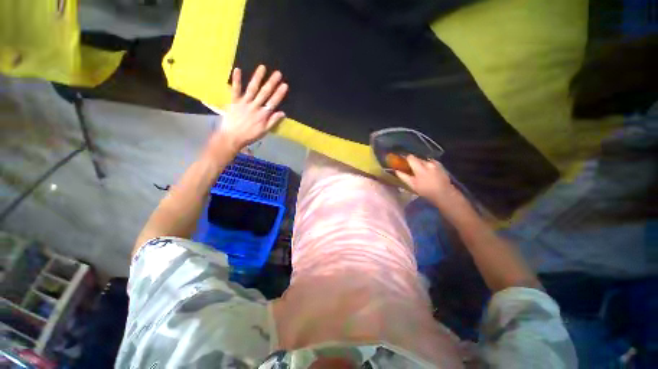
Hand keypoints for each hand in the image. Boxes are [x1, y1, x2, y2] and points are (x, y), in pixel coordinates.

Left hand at [213, 65, 288, 152]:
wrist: (232, 137)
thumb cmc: (250, 135)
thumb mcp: (264, 131)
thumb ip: (273, 121)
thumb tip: (282, 113)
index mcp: (263, 115)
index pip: (273, 102)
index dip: (279, 94)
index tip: (285, 85)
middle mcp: (255, 106)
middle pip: (264, 93)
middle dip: (272, 83)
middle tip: (278, 73)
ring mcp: (244, 103)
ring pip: (252, 89)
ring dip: (257, 78)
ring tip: (262, 67)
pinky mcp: (234, 101)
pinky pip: (235, 90)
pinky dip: (236, 80)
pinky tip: (238, 70)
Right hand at [394, 155, 463, 208]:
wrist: (444, 194)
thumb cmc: (426, 191)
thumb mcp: (412, 185)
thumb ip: (403, 176)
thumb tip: (396, 170)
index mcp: (420, 168)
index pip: (410, 157)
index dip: (406, 159)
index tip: (403, 163)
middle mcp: (428, 163)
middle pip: (417, 158)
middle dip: (414, 163)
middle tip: (411, 169)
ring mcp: (435, 163)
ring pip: (424, 161)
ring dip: (421, 164)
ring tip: (420, 171)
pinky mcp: (441, 165)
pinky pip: (431, 163)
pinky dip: (428, 166)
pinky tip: (428, 172)